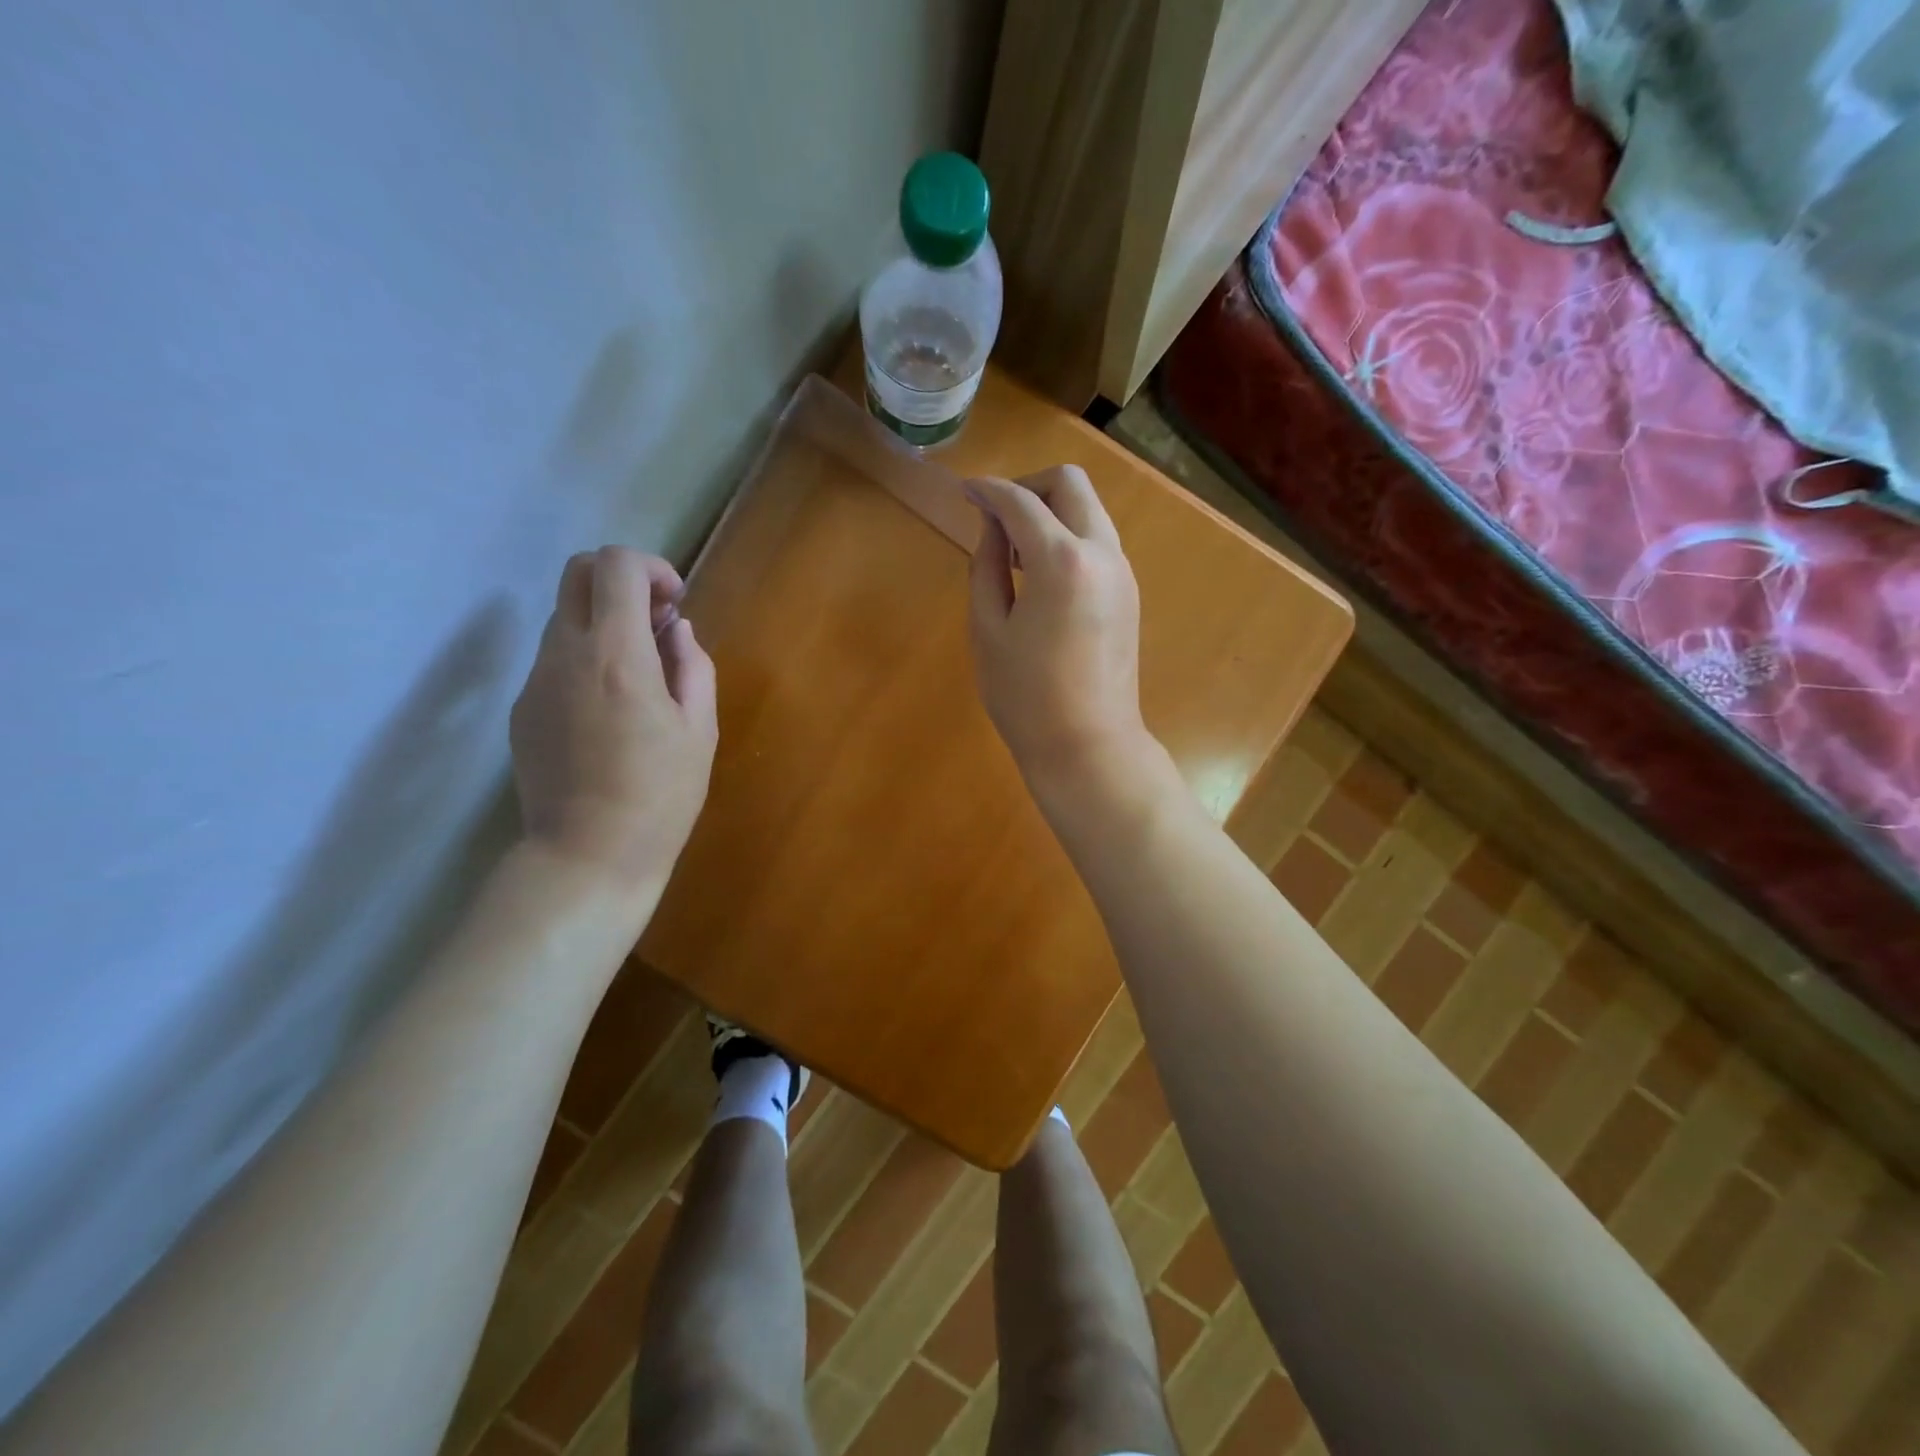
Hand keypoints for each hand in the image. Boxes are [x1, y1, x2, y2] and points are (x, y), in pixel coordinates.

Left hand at [510, 547, 717, 887]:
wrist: (588, 857)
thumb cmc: (660, 795)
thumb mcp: (699, 730)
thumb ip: (692, 666)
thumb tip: (675, 630)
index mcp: (615, 656)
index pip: (615, 566)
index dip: (651, 567)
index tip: (674, 603)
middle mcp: (563, 655)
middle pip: (576, 573)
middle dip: (621, 579)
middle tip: (656, 621)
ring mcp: (534, 682)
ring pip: (564, 618)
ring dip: (605, 623)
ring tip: (641, 673)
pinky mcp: (522, 710)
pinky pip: (555, 661)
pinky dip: (586, 659)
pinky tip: (611, 711)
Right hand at [966, 467, 1153, 797]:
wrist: (1088, 746)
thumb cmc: (1026, 697)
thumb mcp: (989, 629)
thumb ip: (987, 566)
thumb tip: (992, 526)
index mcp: (1062, 561)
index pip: (1021, 502)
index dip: (988, 490)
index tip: (964, 491)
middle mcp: (1102, 553)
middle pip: (1070, 484)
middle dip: (1028, 486)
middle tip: (994, 516)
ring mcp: (1122, 572)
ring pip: (1089, 510)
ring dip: (1050, 512)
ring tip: (1012, 551)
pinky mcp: (1128, 593)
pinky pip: (1097, 541)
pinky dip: (1067, 537)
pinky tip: (1040, 574)